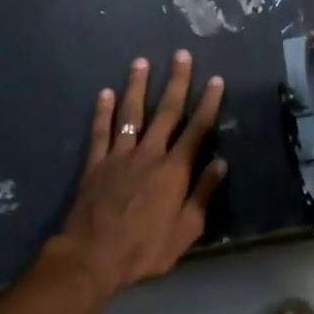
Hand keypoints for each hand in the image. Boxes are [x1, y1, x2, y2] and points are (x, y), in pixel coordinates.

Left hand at [42, 51, 226, 296]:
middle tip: (181, 55)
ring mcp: (119, 156)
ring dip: (137, 86)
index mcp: (174, 170)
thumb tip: (221, 163)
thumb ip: (203, 194)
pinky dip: (102, 112)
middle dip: (175, 82)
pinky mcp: (95, 164)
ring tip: (141, 61)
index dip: (208, 103)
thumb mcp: (186, 230)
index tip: (216, 80)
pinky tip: (104, 93)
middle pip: (165, 112)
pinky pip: (99, 132)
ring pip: (130, 114)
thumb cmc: (144, 249)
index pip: (196, 129)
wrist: (92, 258)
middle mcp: (148, 154)